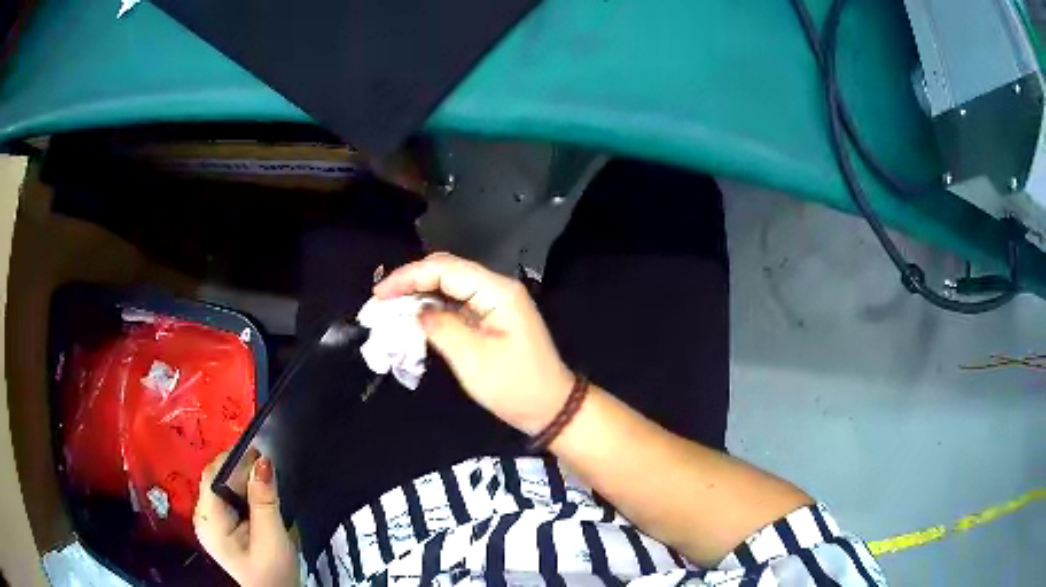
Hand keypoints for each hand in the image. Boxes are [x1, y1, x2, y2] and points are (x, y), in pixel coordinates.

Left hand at [194, 449, 297, 586]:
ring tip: (267, 479)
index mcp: (209, 520)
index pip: (213, 476)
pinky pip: (228, 499)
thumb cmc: (273, 572)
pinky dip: (244, 493)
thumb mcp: (272, 537)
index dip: (234, 460)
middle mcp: (203, 517)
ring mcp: (211, 522)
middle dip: (241, 470)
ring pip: (223, 487)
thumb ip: (265, 499)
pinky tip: (259, 495)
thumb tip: (263, 460)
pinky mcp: (221, 527)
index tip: (262, 451)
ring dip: (244, 481)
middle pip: (217, 480)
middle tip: (269, 466)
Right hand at [375, 252, 573, 434]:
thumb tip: (415, 311)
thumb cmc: (515, 386)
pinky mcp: (490, 318)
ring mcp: (494, 303)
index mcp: (497, 291)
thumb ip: (441, 328)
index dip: (408, 277)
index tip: (379, 295)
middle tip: (380, 301)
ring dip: (419, 294)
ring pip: (449, 286)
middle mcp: (496, 289)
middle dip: (410, 282)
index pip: (445, 269)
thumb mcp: (474, 360)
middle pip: (446, 271)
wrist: (551, 407)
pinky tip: (413, 318)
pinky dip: (432, 309)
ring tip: (390, 308)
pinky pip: (456, 304)